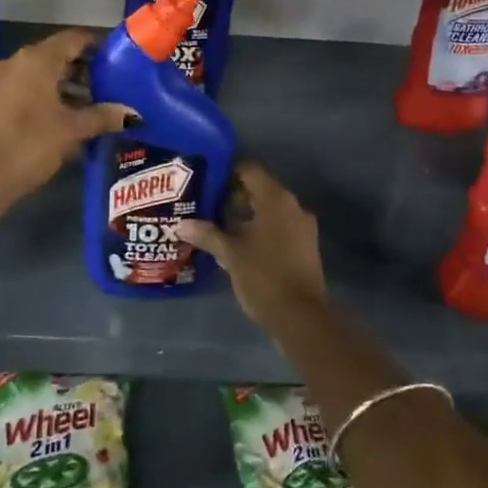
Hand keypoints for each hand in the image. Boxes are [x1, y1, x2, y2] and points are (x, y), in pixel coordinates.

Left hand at [0, 29, 130, 197]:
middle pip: (59, 55)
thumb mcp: (72, 130)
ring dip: (69, 85)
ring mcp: (4, 80)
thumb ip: (103, 116)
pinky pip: (30, 88)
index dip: (98, 46)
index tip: (119, 59)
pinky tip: (69, 118)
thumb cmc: (30, 143)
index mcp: (38, 59)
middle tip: (112, 85)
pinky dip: (51, 96)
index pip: (74, 38)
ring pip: (44, 73)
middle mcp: (18, 61)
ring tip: (95, 105)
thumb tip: (133, 114)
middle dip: (85, 69)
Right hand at [178, 163, 325, 334]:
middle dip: (233, 195)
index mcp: (276, 199)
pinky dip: (259, 229)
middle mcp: (293, 206)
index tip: (206, 181)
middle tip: (206, 204)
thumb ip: (207, 234)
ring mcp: (302, 227)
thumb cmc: (263, 276)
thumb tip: (181, 224)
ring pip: (269, 210)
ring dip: (246, 214)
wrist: (300, 317)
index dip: (227, 172)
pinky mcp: (305, 246)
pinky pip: (279, 226)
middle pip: (260, 189)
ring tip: (217, 224)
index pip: (250, 170)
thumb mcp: (230, 254)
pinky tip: (238, 244)